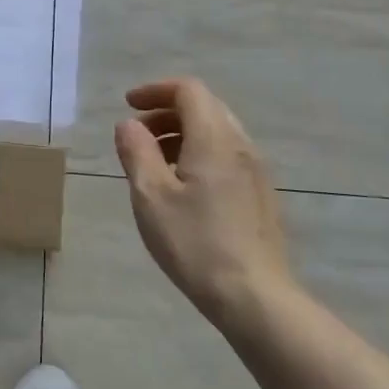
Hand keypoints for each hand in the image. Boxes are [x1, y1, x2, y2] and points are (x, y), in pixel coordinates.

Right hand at [113, 77, 293, 323]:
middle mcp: (240, 146)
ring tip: (153, 163)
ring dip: (181, 134)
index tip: (128, 106)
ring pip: (216, 132)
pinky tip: (181, 187)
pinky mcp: (260, 195)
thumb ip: (136, 152)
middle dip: (166, 112)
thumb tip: (128, 125)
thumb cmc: (195, 243)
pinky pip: (226, 155)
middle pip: (205, 107)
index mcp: (214, 139)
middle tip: (136, 135)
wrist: (255, 298)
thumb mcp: (150, 196)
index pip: (189, 91)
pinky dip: (198, 153)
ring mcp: (256, 172)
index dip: (155, 90)